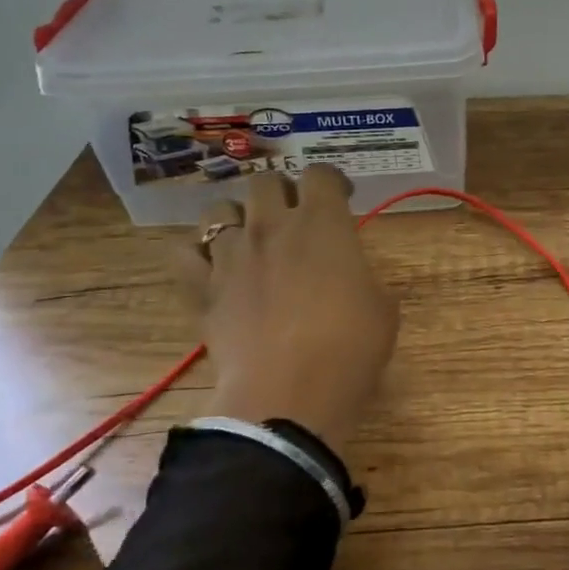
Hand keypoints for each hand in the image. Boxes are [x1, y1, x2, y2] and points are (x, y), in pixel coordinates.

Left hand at [185, 168, 399, 455]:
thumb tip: (350, 274)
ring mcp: (231, 255)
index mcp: (322, 223)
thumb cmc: (349, 348)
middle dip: (282, 192)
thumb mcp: (382, 309)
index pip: (321, 174)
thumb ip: (364, 276)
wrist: (290, 394)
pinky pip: (185, 252)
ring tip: (249, 239)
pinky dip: (196, 252)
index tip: (342, 196)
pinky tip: (211, 265)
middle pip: (266, 182)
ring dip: (237, 217)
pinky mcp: (203, 288)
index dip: (333, 180)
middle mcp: (272, 226)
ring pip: (219, 210)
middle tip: (294, 217)